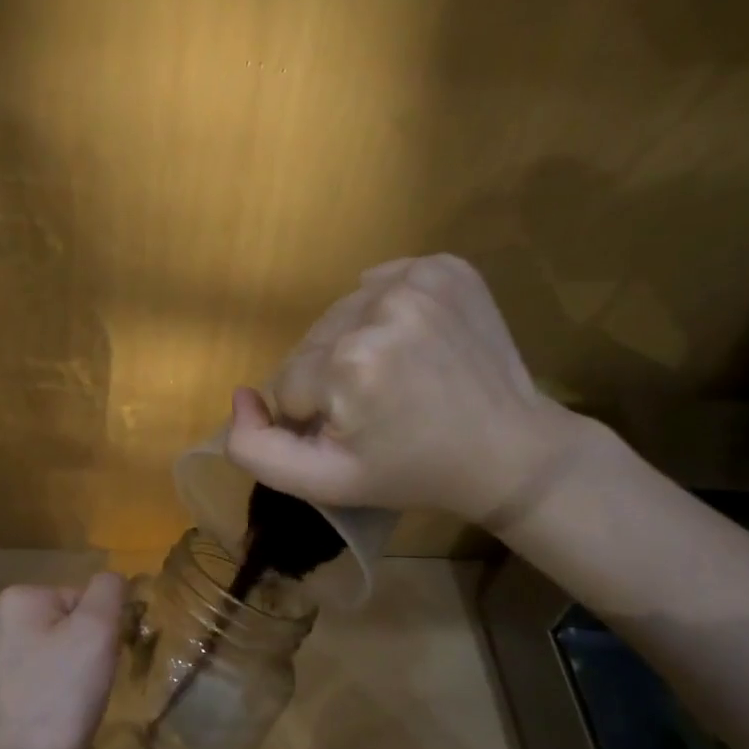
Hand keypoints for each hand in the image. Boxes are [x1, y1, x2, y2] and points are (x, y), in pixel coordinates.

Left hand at [0, 573, 127, 748]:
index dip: (100, 630)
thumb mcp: (97, 631)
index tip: (99, 662)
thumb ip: (108, 591)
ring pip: (50, 651)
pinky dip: (48, 691)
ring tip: (71, 703)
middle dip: (83, 649)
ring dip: (67, 671)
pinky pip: (33, 677)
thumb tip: (112, 579)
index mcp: (17, 597)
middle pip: (64, 623)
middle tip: (88, 685)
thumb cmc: (61, 694)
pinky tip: (51, 715)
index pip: (81, 599)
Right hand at [225, 254, 587, 521]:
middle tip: (376, 409)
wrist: (507, 449)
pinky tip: (410, 345)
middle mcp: (380, 306)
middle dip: (329, 378)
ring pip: (340, 314)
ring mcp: (417, 279)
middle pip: (311, 343)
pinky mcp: (445, 266)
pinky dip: (382, 313)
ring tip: (394, 377)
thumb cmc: (411, 472)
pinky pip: (379, 284)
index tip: (355, 433)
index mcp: (349, 363)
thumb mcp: (324, 483)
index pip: (288, 384)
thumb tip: (241, 396)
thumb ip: (256, 449)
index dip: (312, 415)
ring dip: (352, 344)